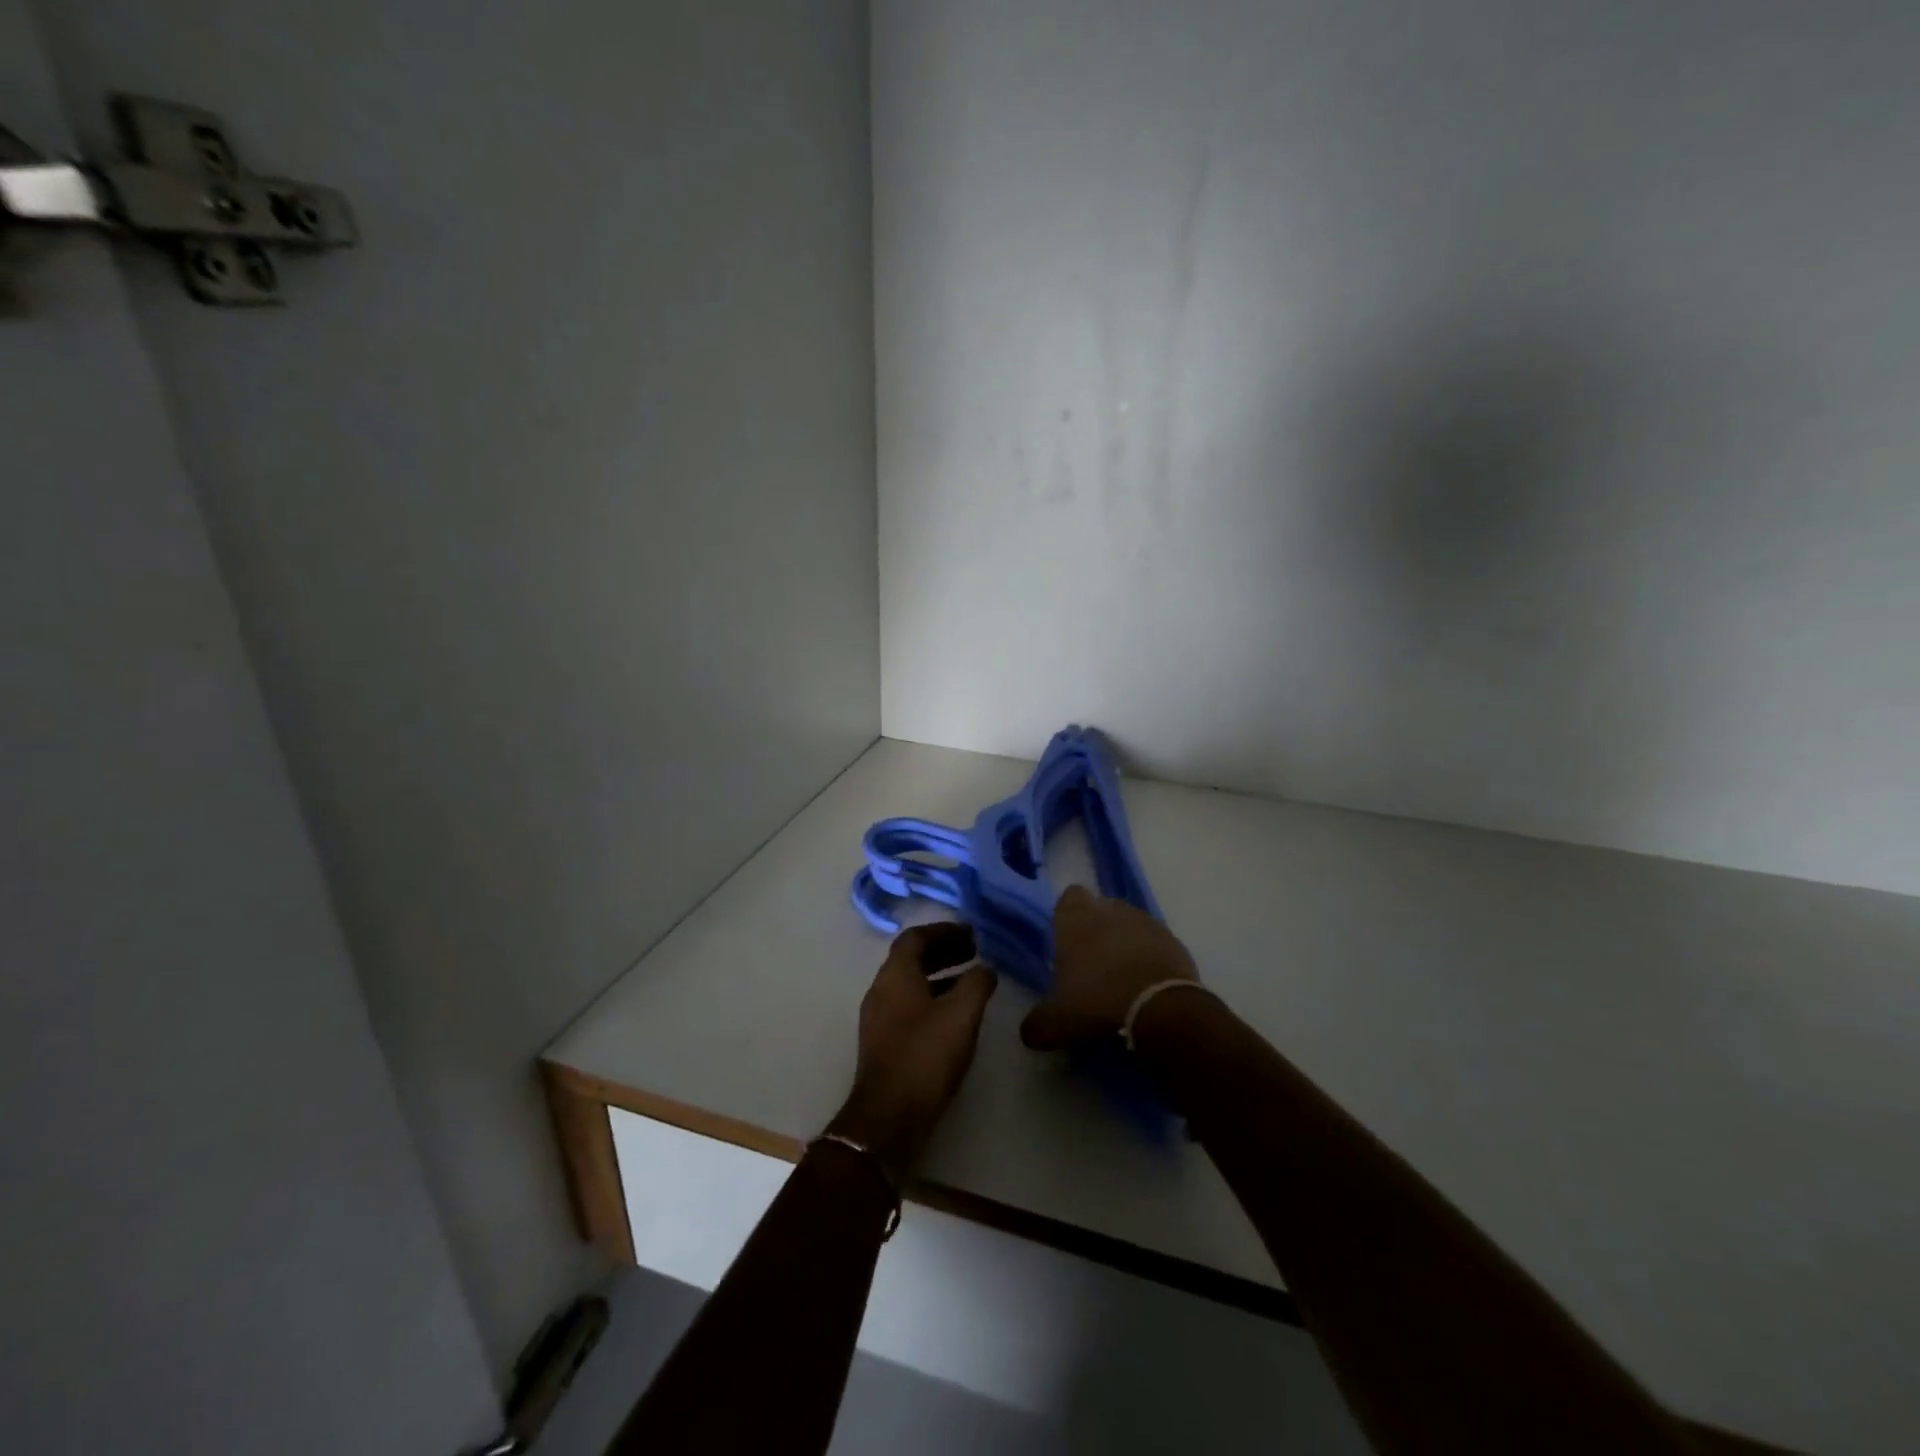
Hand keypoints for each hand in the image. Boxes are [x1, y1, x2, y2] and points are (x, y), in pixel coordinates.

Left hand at [828, 923, 997, 1166]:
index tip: (971, 934)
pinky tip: (955, 1015)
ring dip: (940, 975)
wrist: (888, 1117)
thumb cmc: (925, 1056)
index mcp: (895, 975)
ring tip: (972, 981)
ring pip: (910, 983)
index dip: (943, 930)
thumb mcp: (961, 1015)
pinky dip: (933, 998)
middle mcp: (881, 990)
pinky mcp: (884, 1042)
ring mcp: (879, 1018)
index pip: (915, 937)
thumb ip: (977, 984)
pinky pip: (909, 1005)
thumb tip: (986, 968)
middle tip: (974, 953)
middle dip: (943, 951)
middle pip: (911, 958)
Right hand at [1020, 885, 1200, 1050]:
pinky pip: (1157, 945)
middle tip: (1092, 964)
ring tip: (1122, 978)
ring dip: (1126, 943)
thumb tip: (1029, 1032)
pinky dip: (1151, 959)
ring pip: (1131, 924)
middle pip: (1102, 909)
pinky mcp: (1175, 943)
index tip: (1067, 940)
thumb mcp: (1056, 1022)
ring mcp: (1148, 924)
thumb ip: (1037, 1024)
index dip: (1068, 915)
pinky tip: (1147, 986)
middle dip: (1098, 930)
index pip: (1069, 897)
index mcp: (1077, 920)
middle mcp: (1112, 911)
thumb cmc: (1098, 1003)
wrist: (1163, 1011)